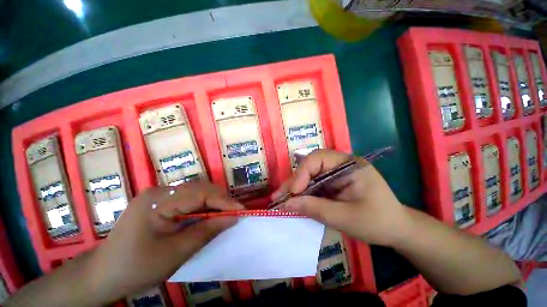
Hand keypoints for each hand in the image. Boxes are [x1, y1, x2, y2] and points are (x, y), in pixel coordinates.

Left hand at [88, 181, 242, 300]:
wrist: (102, 275)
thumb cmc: (135, 268)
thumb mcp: (175, 253)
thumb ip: (206, 231)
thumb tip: (233, 218)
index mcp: (158, 201)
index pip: (200, 193)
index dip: (223, 200)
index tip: (241, 210)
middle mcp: (159, 191)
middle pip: (199, 188)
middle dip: (221, 200)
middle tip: (235, 213)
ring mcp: (159, 195)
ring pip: (196, 192)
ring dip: (214, 202)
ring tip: (226, 213)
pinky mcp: (160, 202)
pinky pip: (189, 199)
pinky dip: (203, 206)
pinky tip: (208, 215)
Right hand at [272, 149, 406, 245]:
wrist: (396, 230)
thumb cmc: (377, 222)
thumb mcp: (344, 218)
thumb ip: (314, 208)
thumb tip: (286, 204)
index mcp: (349, 164)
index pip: (319, 158)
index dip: (302, 173)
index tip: (294, 192)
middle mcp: (340, 164)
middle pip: (310, 166)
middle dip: (294, 181)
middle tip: (279, 196)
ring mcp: (335, 173)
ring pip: (309, 175)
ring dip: (295, 187)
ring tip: (281, 199)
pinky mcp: (332, 182)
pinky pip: (313, 184)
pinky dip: (302, 193)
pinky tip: (293, 200)